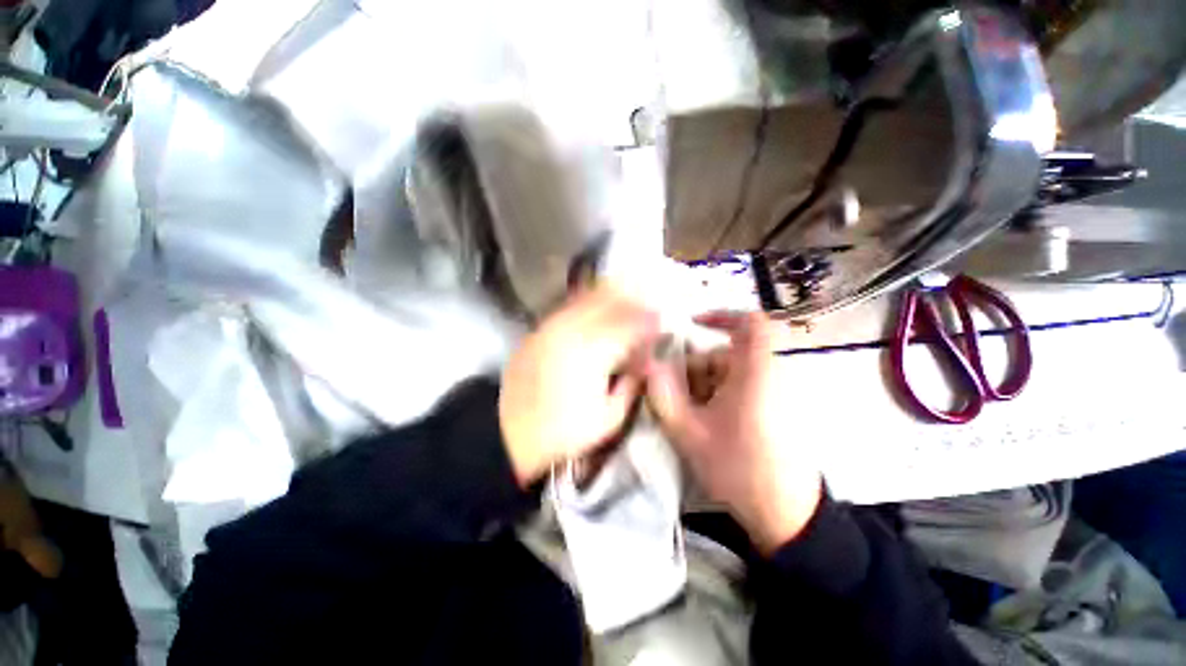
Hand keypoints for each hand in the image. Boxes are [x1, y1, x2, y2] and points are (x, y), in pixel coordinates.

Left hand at [500, 287, 659, 485]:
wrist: (507, 431)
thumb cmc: (562, 431)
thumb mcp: (608, 418)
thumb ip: (632, 385)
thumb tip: (648, 362)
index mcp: (592, 353)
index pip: (630, 324)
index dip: (650, 320)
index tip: (663, 322)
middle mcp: (572, 329)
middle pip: (610, 301)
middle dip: (634, 299)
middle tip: (651, 304)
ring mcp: (552, 325)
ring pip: (589, 296)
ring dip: (613, 294)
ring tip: (630, 296)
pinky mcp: (540, 327)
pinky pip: (571, 304)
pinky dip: (591, 300)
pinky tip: (601, 304)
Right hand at [648, 312, 821, 554]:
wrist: (787, 516)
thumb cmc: (738, 469)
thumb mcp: (689, 432)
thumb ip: (662, 394)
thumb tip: (647, 364)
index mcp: (756, 373)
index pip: (751, 323)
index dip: (722, 315)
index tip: (694, 324)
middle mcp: (771, 375)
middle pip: (728, 353)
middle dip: (697, 368)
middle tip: (677, 395)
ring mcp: (778, 393)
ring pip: (733, 372)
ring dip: (706, 385)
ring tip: (691, 415)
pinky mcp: (779, 408)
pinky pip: (744, 387)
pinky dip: (721, 395)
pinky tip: (709, 422)